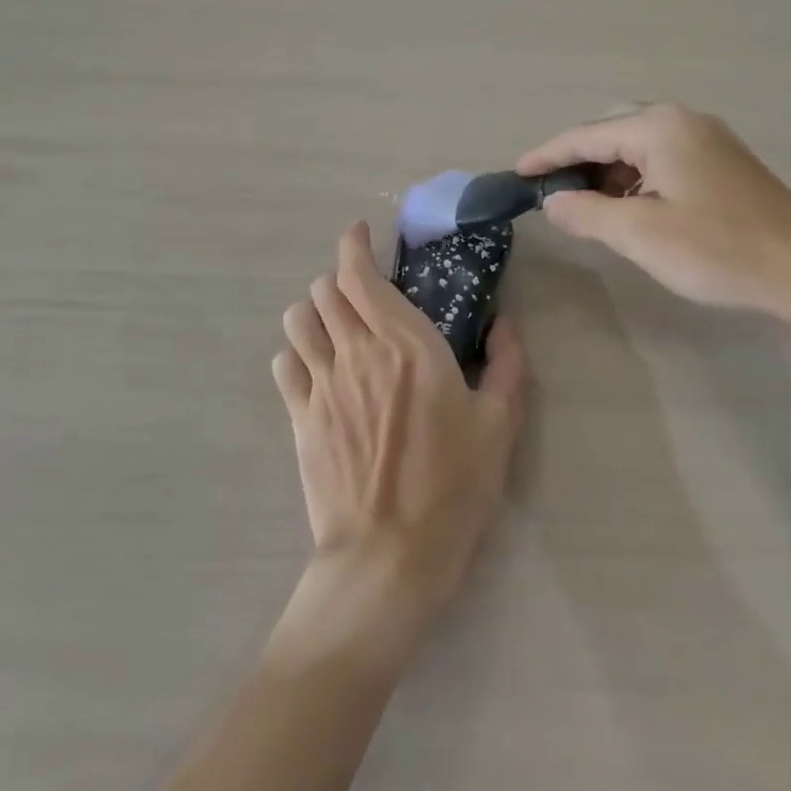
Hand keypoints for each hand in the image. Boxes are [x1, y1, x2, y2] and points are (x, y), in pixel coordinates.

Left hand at [273, 222, 525, 641]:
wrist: (389, 555)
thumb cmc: (453, 487)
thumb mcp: (500, 425)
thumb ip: (507, 364)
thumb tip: (504, 324)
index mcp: (406, 344)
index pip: (360, 275)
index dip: (354, 246)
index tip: (361, 235)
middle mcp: (356, 352)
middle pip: (325, 290)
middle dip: (341, 279)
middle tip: (363, 292)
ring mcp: (321, 383)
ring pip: (298, 320)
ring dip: (314, 311)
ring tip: (335, 325)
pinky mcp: (299, 416)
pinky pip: (283, 363)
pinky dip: (296, 352)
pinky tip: (316, 367)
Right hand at [518, 103, 790, 346]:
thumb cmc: (717, 249)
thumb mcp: (639, 234)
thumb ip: (586, 213)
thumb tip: (552, 202)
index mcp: (660, 128)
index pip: (586, 135)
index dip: (547, 156)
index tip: (515, 174)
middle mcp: (684, 122)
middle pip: (612, 133)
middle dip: (577, 162)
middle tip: (551, 194)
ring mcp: (708, 142)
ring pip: (639, 149)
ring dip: (607, 174)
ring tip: (584, 207)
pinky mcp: (724, 166)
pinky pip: (662, 162)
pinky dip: (635, 181)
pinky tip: (630, 211)